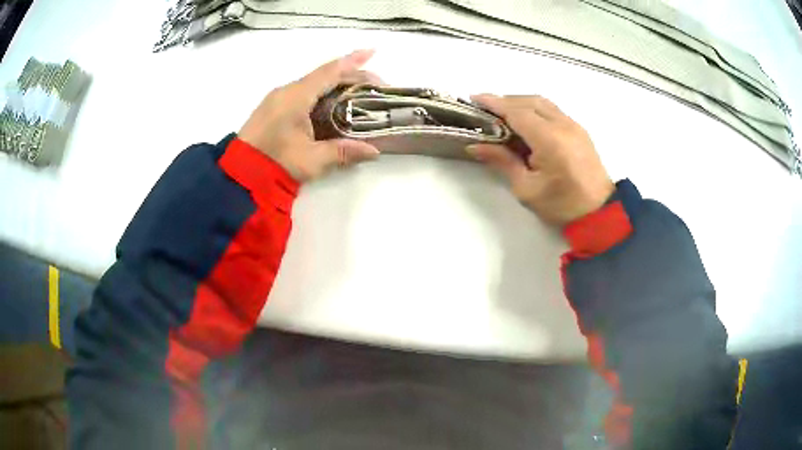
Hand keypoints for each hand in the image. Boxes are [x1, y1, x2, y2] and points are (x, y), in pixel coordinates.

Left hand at [238, 49, 381, 181]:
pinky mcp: (274, 109)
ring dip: (337, 87)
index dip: (353, 61)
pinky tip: (334, 105)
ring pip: (314, 85)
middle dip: (351, 77)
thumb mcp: (312, 159)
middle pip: (324, 77)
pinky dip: (323, 95)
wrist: (239, 175)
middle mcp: (287, 91)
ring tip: (359, 95)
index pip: (330, 72)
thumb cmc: (275, 164)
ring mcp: (278, 99)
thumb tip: (375, 151)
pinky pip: (303, 94)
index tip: (372, 51)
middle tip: (376, 87)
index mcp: (296, 97)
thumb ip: (344, 152)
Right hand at [467, 94, 614, 226]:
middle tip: (486, 109)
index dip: (494, 103)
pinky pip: (553, 110)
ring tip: (503, 114)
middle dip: (505, 101)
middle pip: (529, 102)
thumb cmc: (561, 205)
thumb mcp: (526, 188)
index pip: (517, 112)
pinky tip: (526, 122)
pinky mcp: (579, 130)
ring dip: (521, 103)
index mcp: (549, 139)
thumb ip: (502, 162)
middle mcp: (563, 125)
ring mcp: (574, 125)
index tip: (474, 98)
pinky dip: (535, 109)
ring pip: (542, 103)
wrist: (599, 213)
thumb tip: (475, 146)